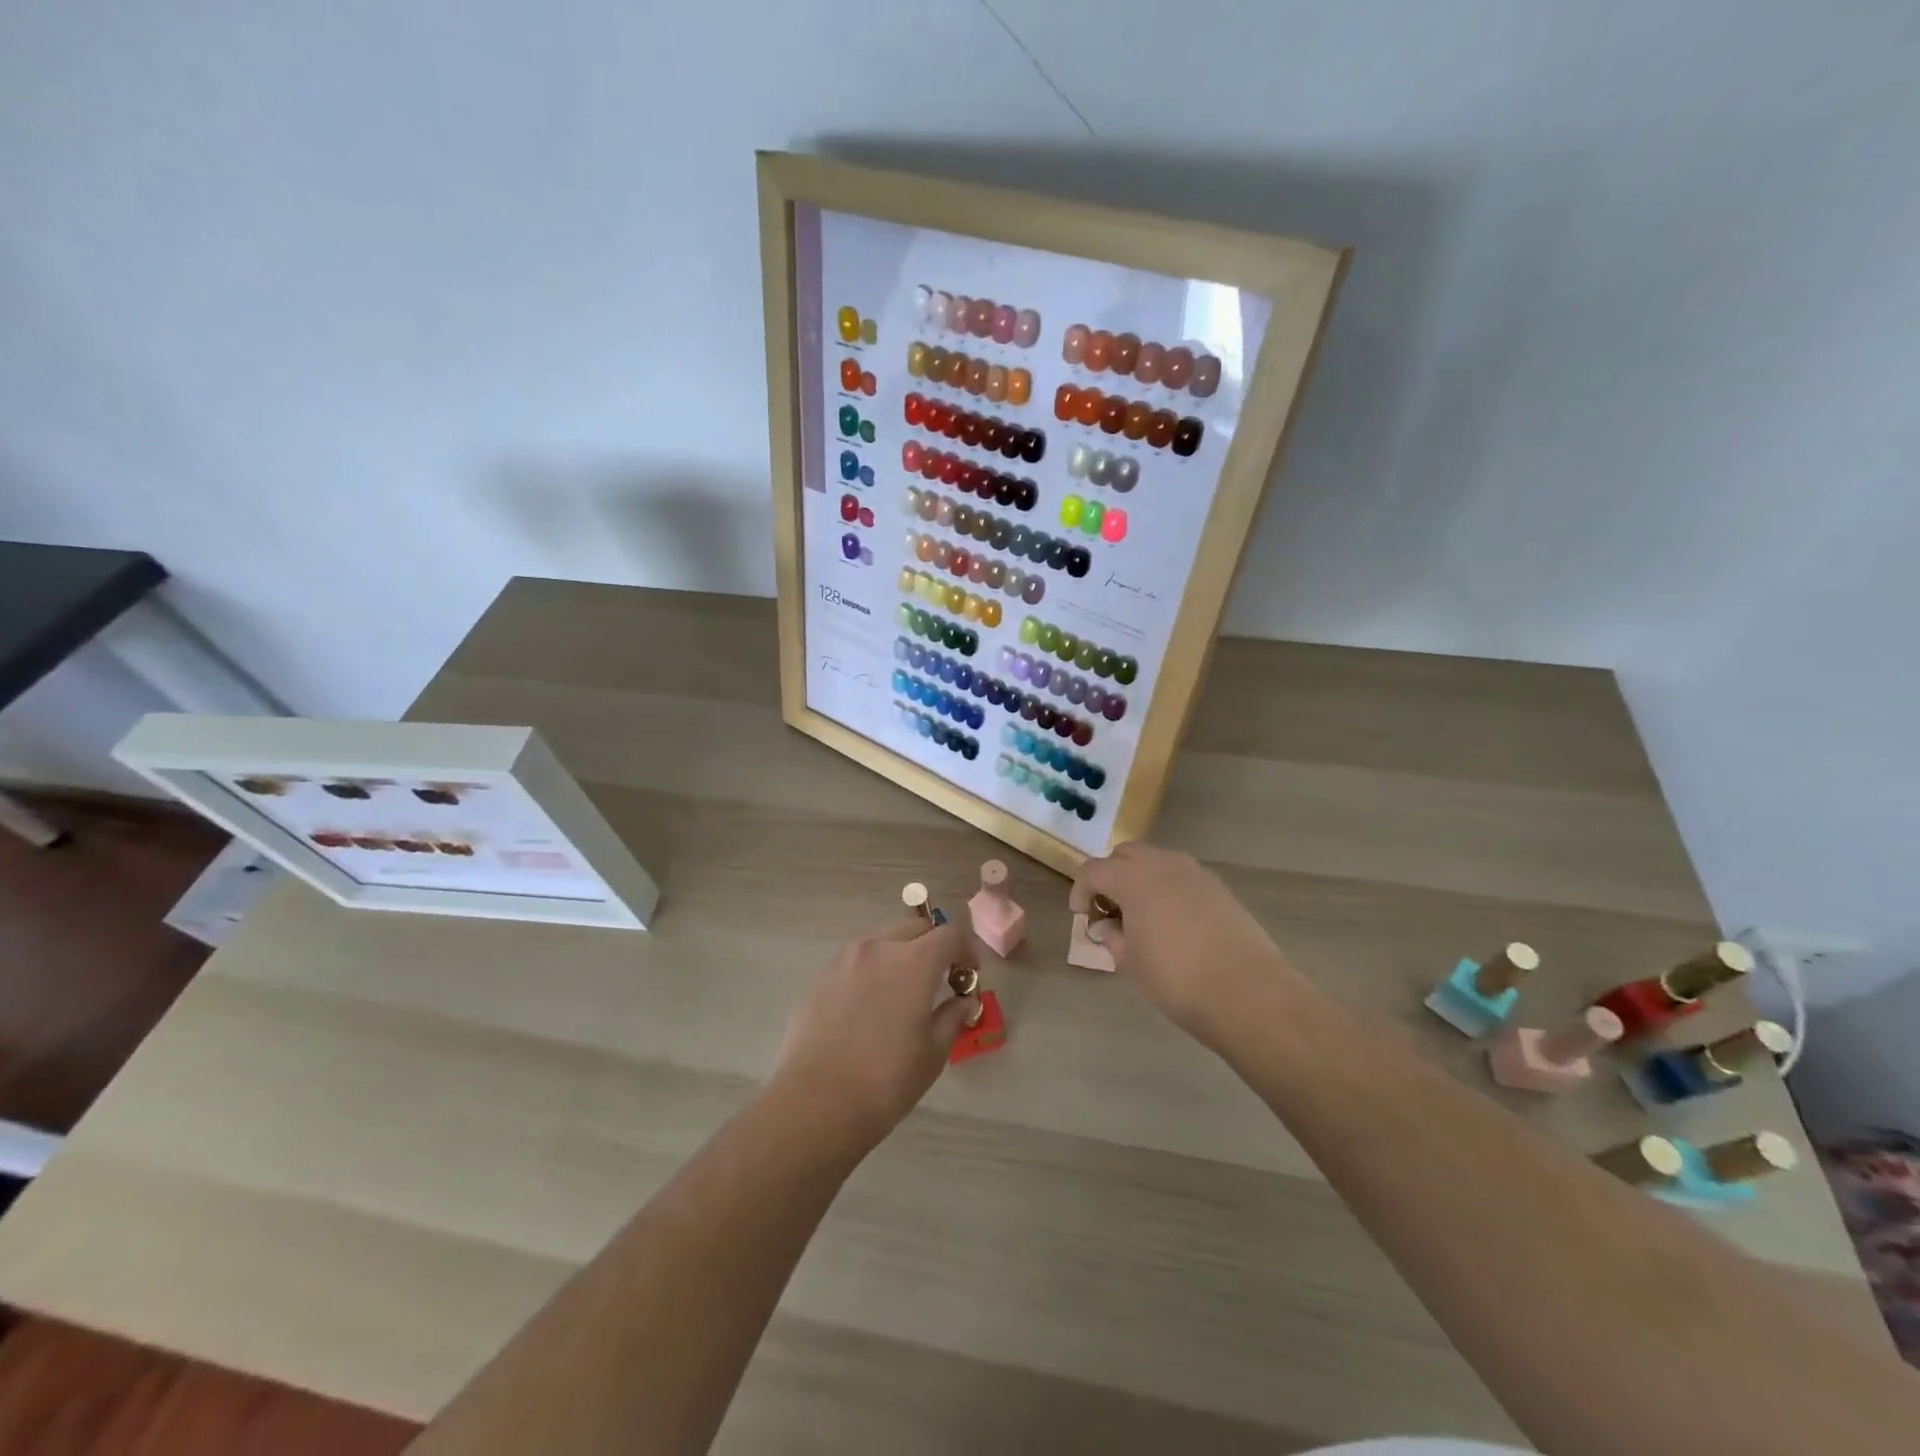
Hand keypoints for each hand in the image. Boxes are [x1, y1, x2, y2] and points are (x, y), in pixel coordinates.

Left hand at [770, 916, 980, 1154]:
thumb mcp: (933, 1053)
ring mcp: (844, 960)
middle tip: (939, 978)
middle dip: (933, 946)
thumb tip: (964, 1001)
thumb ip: (952, 1017)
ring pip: (882, 941)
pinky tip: (868, 1007)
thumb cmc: (886, 1081)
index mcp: (913, 962)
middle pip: (915, 929)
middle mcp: (878, 948)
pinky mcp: (820, 977)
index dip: (966, 949)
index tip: (969, 973)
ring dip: (900, 955)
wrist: (815, 1103)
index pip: (949, 935)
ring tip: (902, 992)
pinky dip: (871, 971)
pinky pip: (855, 961)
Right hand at [1071, 842, 1307, 1048]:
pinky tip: (1172, 922)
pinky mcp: (1219, 888)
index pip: (1094, 870)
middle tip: (1109, 910)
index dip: (1081, 890)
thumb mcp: (1131, 962)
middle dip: (1110, 876)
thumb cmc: (1177, 979)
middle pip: (1125, 855)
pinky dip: (1167, 888)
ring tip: (1140, 916)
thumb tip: (1108, 926)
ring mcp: (1196, 872)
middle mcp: (1164, 864)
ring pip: (1156, 861)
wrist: (1248, 993)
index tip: (1081, 915)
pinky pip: (1181, 876)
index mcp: (1134, 877)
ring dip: (1140, 879)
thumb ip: (1113, 936)